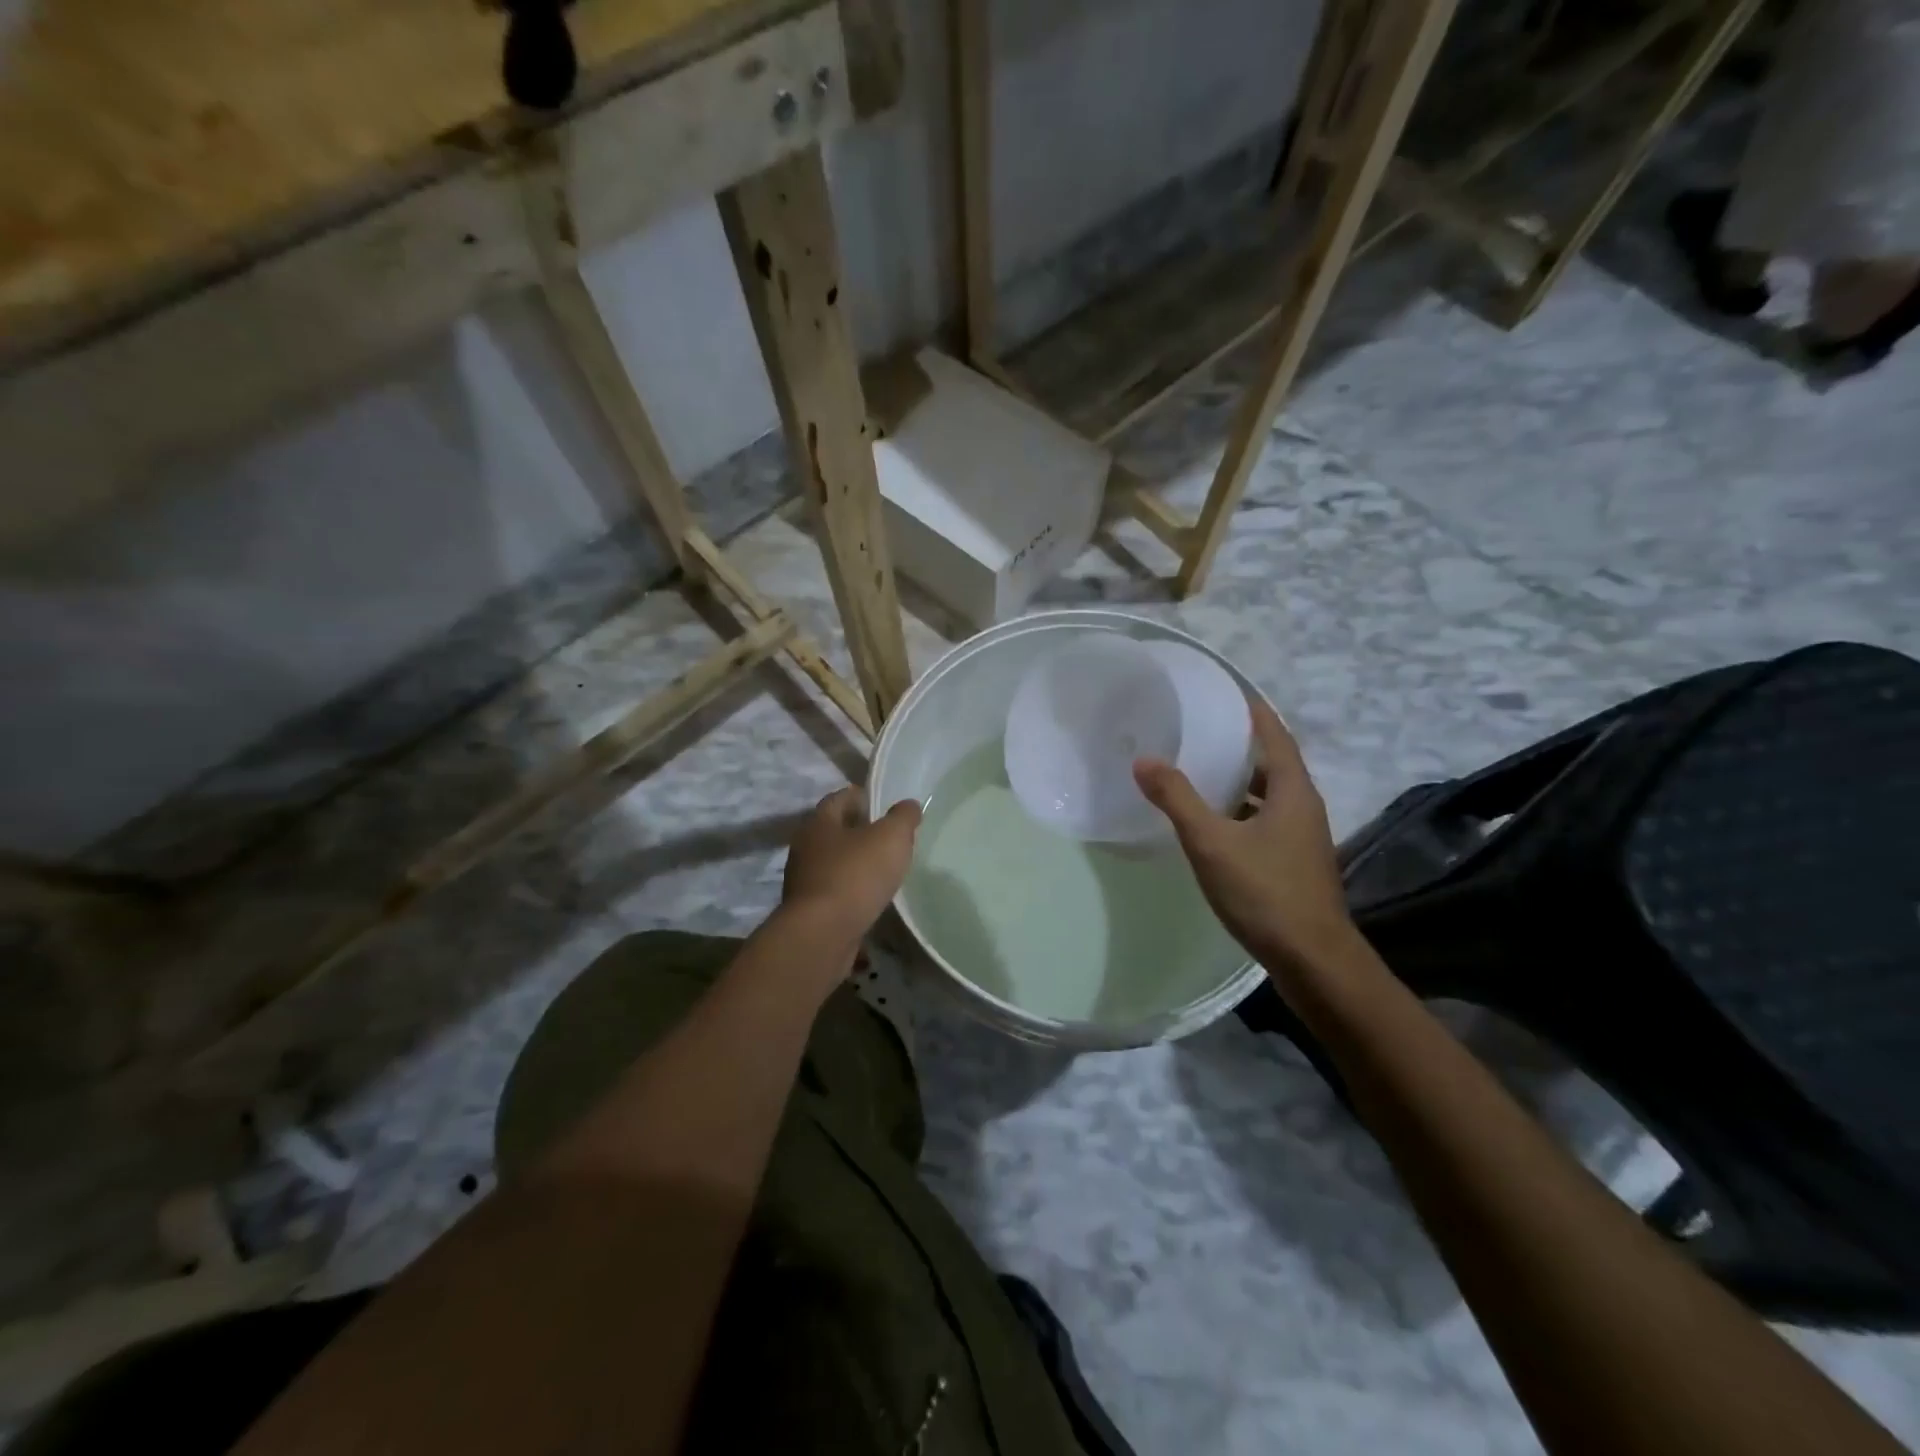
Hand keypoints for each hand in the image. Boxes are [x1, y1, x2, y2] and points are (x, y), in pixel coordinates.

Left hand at [781, 786, 921, 940]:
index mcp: (819, 823)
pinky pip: (835, 891)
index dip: (862, 796)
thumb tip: (908, 805)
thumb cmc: (855, 875)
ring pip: (834, 862)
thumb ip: (902, 818)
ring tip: (884, 867)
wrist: (822, 935)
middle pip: (835, 831)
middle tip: (889, 835)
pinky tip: (871, 897)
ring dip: (855, 862)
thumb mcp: (890, 838)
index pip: (839, 798)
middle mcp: (805, 848)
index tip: (884, 802)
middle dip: (859, 830)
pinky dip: (852, 890)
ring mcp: (804, 881)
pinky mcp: (809, 910)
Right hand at [1134, 700, 1358, 981]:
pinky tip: (1210, 823)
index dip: (1252, 710)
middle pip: (1272, 763)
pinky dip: (1239, 811)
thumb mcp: (1212, 842)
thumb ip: (1177, 799)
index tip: (1225, 689)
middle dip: (1239, 744)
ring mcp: (1302, 837)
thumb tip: (1144, 760)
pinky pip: (1264, 820)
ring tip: (1197, 770)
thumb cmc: (1265, 892)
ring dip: (1237, 781)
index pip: (1274, 734)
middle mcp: (1304, 806)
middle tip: (1199, 728)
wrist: (1312, 959)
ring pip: (1267, 795)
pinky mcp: (1294, 862)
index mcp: (1293, 791)